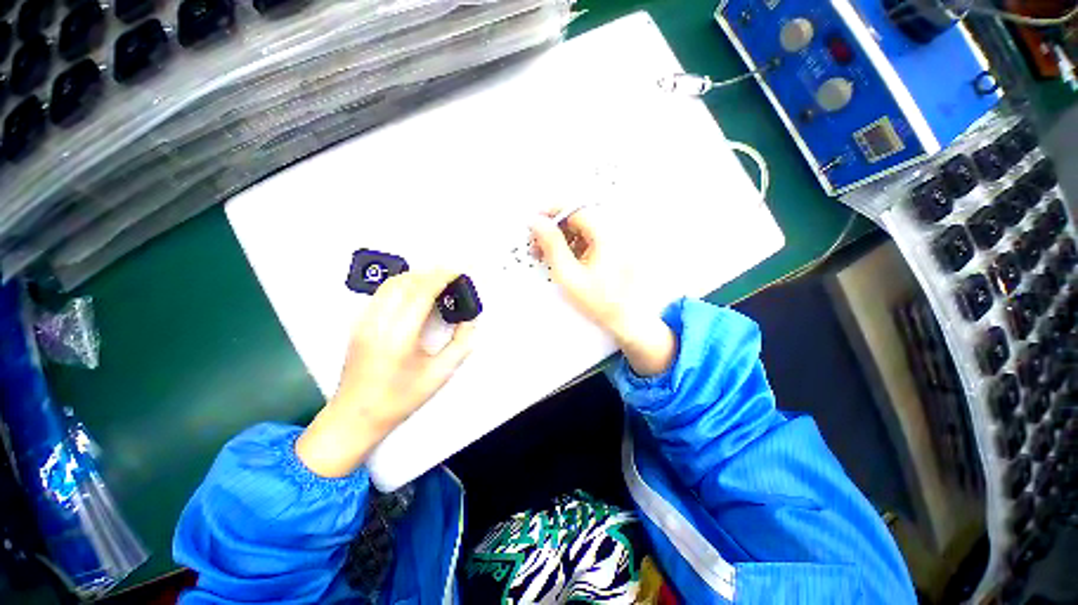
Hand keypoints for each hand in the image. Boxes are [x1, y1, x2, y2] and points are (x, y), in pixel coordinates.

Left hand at [296, 270, 475, 477]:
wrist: (355, 416)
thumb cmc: (398, 399)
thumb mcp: (439, 374)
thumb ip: (460, 344)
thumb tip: (469, 322)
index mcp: (399, 337)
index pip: (421, 292)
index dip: (441, 278)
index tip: (457, 273)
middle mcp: (378, 324)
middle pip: (404, 282)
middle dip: (430, 273)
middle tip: (449, 276)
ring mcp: (364, 322)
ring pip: (390, 284)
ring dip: (415, 277)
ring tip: (434, 281)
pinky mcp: (358, 325)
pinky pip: (381, 294)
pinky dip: (401, 286)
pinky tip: (414, 294)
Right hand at [530, 209, 675, 376]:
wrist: (626, 320)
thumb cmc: (601, 302)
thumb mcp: (569, 275)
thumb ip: (552, 246)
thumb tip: (538, 223)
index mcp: (606, 235)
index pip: (575, 209)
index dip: (551, 214)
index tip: (535, 223)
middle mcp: (614, 233)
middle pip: (578, 218)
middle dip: (555, 228)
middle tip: (537, 243)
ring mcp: (616, 242)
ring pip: (582, 229)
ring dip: (563, 238)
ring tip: (548, 255)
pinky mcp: (614, 250)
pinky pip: (590, 239)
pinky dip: (574, 245)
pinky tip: (564, 260)